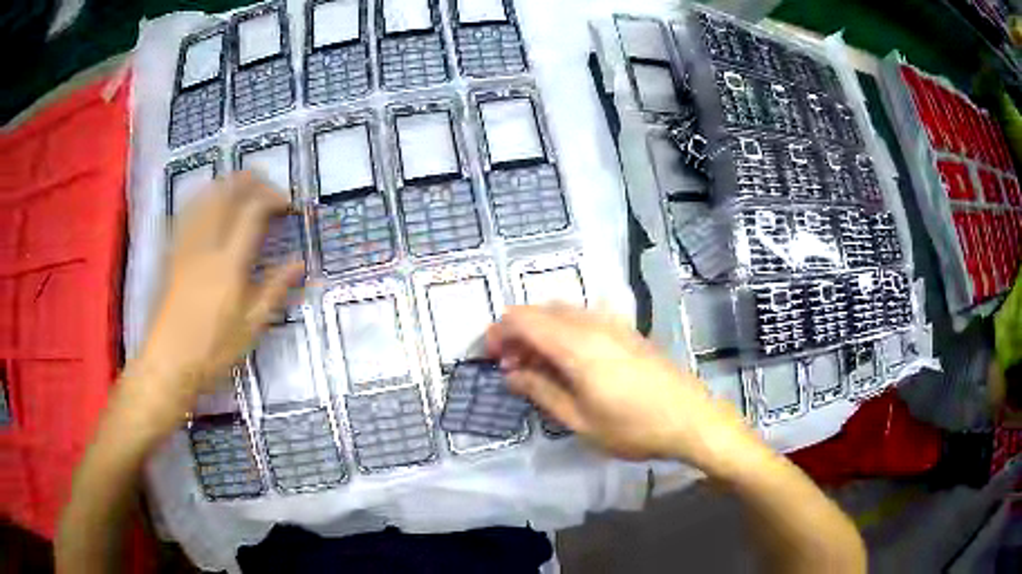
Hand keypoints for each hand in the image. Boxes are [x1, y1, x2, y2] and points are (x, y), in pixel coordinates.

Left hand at [127, 173, 303, 428]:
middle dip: (250, 182)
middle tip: (268, 188)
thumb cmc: (213, 349)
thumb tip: (300, 264)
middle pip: (227, 194)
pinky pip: (187, 212)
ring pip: (205, 198)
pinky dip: (203, 198)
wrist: (169, 362)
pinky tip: (209, 203)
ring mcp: (186, 246)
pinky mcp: (173, 253)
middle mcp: (206, 245)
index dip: (273, 198)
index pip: (253, 212)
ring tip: (243, 188)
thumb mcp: (251, 326)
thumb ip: (275, 289)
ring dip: (227, 185)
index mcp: (229, 263)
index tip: (288, 205)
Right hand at [486, 305, 747, 461]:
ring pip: (563, 312)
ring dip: (541, 332)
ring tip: (538, 367)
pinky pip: (584, 319)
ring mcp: (613, 324)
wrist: (691, 419)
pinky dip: (564, 332)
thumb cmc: (633, 427)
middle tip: (511, 367)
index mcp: (575, 345)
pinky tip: (570, 362)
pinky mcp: (628, 331)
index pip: (522, 319)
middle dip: (518, 333)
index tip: (487, 356)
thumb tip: (511, 373)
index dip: (498, 332)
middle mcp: (592, 324)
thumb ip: (541, 391)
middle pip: (541, 311)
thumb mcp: (580, 420)